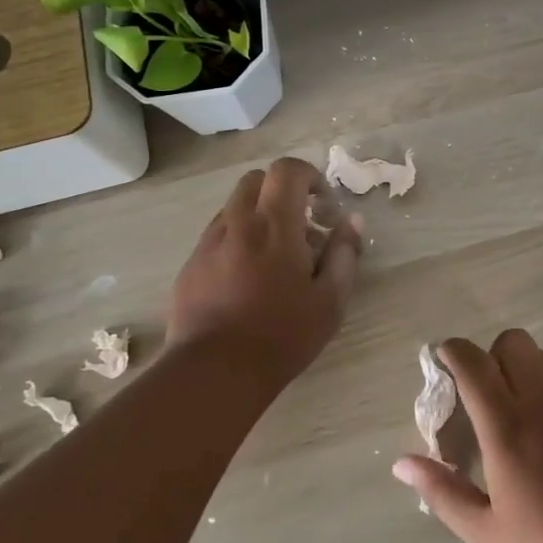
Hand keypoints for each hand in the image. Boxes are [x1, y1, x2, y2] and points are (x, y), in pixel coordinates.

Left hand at [165, 157, 362, 397]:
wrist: (214, 372)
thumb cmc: (282, 335)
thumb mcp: (330, 300)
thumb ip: (344, 254)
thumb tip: (352, 221)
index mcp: (274, 225)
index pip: (287, 170)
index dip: (309, 176)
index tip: (324, 205)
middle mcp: (237, 224)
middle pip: (256, 181)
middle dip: (282, 192)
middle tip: (302, 226)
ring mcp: (208, 244)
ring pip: (234, 208)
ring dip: (258, 217)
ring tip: (276, 258)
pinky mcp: (190, 266)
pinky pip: (217, 236)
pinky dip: (238, 241)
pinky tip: (248, 280)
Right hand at [392, 330, 542, 542]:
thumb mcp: (486, 532)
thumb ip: (442, 491)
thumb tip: (402, 463)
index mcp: (507, 425)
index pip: (473, 362)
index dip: (454, 351)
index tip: (445, 359)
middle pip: (513, 342)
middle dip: (493, 355)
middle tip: (489, 393)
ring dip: (527, 372)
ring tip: (526, 415)